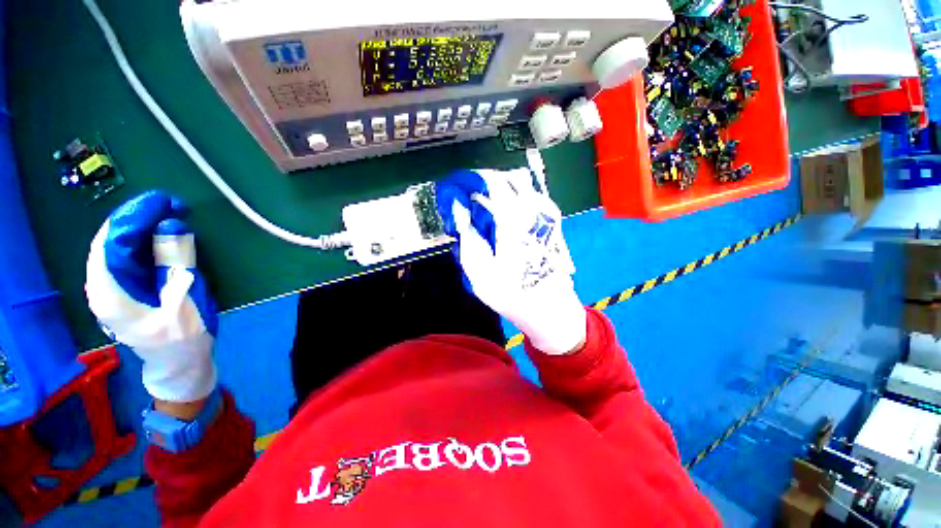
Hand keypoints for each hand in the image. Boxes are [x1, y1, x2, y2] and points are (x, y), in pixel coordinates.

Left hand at [85, 191, 217, 401]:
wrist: (180, 364)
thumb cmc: (183, 339)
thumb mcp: (184, 303)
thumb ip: (175, 265)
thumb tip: (172, 226)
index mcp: (109, 293)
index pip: (112, 242)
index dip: (135, 216)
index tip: (164, 201)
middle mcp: (103, 284)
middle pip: (112, 239)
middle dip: (139, 217)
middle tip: (173, 205)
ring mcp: (114, 285)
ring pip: (120, 244)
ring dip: (145, 225)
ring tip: (173, 214)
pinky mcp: (127, 285)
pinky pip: (131, 254)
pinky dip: (148, 239)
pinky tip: (166, 233)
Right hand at [438, 169, 585, 354]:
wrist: (548, 307)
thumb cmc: (511, 292)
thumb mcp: (479, 270)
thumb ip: (467, 235)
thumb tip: (458, 209)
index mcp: (514, 220)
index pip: (492, 181)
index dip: (473, 179)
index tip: (459, 187)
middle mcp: (534, 210)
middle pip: (509, 177)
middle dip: (487, 182)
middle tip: (472, 199)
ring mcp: (546, 214)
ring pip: (523, 185)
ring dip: (502, 189)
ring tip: (487, 209)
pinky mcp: (552, 221)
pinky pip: (532, 196)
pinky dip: (515, 198)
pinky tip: (506, 216)